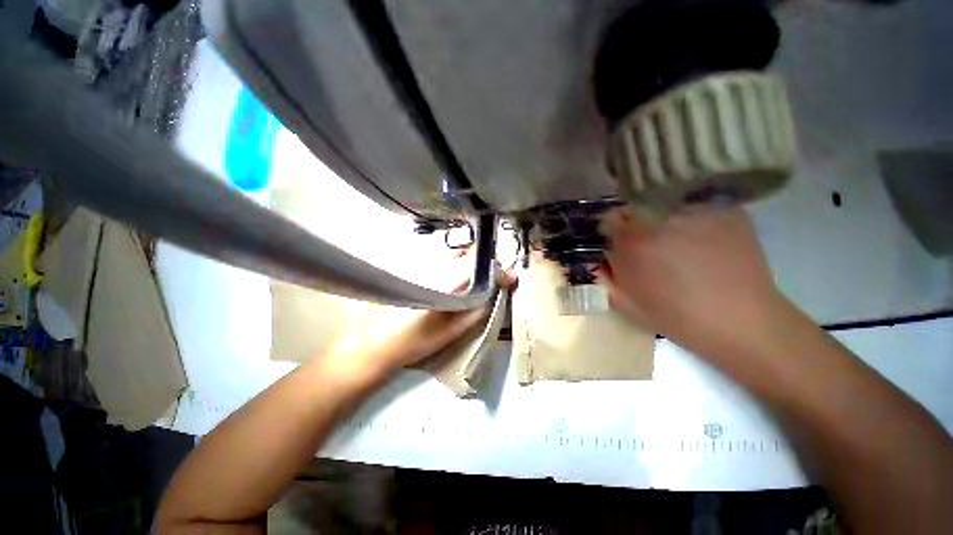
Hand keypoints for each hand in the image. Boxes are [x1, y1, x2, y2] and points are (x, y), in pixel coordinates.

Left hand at [320, 254, 514, 384]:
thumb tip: (494, 293)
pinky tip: (452, 279)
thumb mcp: (452, 332)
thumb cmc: (415, 341)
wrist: (374, 343)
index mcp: (444, 283)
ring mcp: (420, 265)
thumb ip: (477, 311)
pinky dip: (453, 264)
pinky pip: (440, 258)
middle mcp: (432, 267)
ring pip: (453, 254)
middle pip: (466, 254)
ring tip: (474, 278)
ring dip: (468, 262)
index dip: (498, 271)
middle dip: (483, 263)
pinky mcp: (412, 268)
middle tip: (491, 278)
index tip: (510, 278)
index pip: (478, 266)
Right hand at [598, 205, 789, 361]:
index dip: (609, 232)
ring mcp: (695, 210)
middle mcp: (660, 217)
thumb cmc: (675, 316)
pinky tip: (700, 238)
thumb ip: (601, 275)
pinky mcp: (724, 209)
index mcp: (631, 241)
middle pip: (634, 207)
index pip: (607, 219)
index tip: (616, 244)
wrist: (740, 321)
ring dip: (660, 218)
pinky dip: (690, 216)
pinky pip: (695, 205)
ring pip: (664, 203)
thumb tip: (596, 257)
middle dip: (632, 223)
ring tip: (674, 241)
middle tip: (645, 243)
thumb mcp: (624, 302)